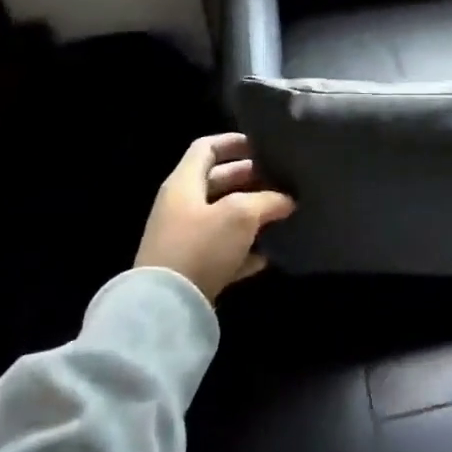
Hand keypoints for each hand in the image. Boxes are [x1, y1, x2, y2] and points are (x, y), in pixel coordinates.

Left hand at [133, 133, 295, 302]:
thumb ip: (267, 200)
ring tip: (281, 214)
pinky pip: (221, 252)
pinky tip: (267, 255)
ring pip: (222, 217)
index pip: (206, 148)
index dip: (234, 142)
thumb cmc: (201, 245)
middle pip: (217, 182)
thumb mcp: (240, 214)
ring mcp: (183, 240)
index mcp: (184, 183)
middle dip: (250, 180)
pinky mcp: (190, 270)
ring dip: (250, 215)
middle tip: (280, 181)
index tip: (263, 146)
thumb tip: (286, 200)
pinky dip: (243, 250)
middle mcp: (180, 206)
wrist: (165, 309)